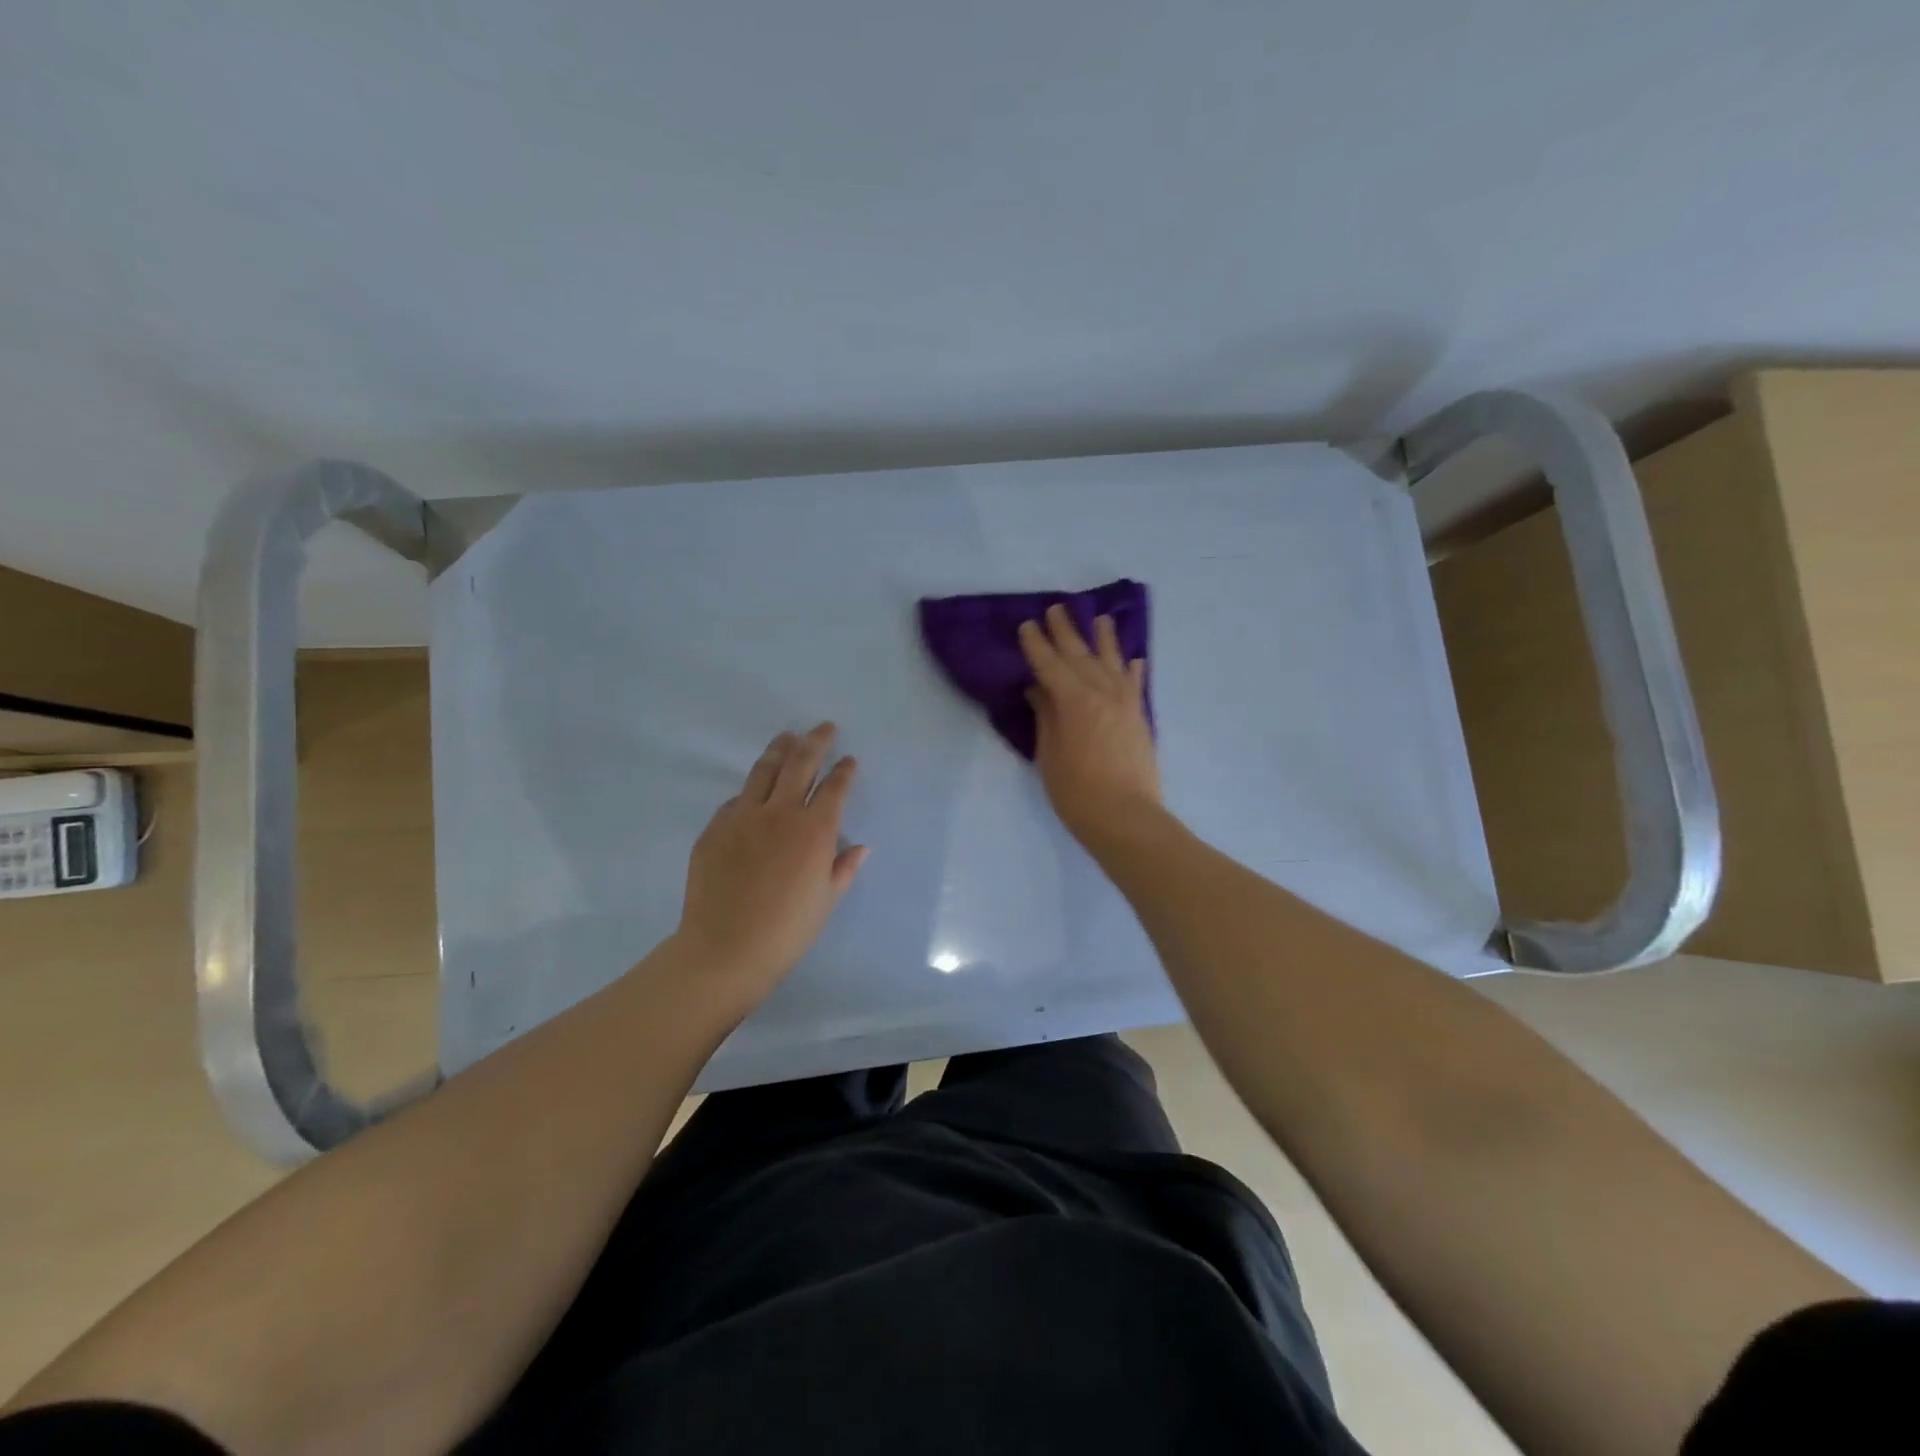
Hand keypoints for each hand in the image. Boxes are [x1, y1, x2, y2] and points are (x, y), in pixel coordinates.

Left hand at [675, 723, 868, 994]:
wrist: (726, 949)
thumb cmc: (787, 930)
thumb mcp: (826, 900)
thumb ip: (844, 868)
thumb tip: (860, 847)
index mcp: (814, 830)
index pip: (834, 787)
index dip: (844, 771)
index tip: (849, 760)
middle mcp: (780, 813)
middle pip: (800, 764)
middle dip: (815, 741)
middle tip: (823, 728)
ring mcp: (742, 817)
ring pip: (764, 771)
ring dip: (780, 750)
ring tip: (787, 738)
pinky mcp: (714, 828)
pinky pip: (736, 800)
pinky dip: (750, 792)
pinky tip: (753, 793)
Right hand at [1018, 604, 1160, 843]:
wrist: (1126, 817)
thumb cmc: (1076, 791)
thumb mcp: (1049, 754)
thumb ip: (1046, 717)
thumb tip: (1040, 689)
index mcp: (1073, 700)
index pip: (1050, 664)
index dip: (1037, 644)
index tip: (1027, 624)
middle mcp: (1101, 692)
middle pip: (1081, 655)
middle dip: (1066, 631)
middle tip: (1057, 608)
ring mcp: (1125, 703)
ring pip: (1113, 662)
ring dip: (1105, 639)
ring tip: (1101, 618)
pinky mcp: (1140, 718)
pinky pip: (1136, 685)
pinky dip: (1134, 670)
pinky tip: (1134, 659)